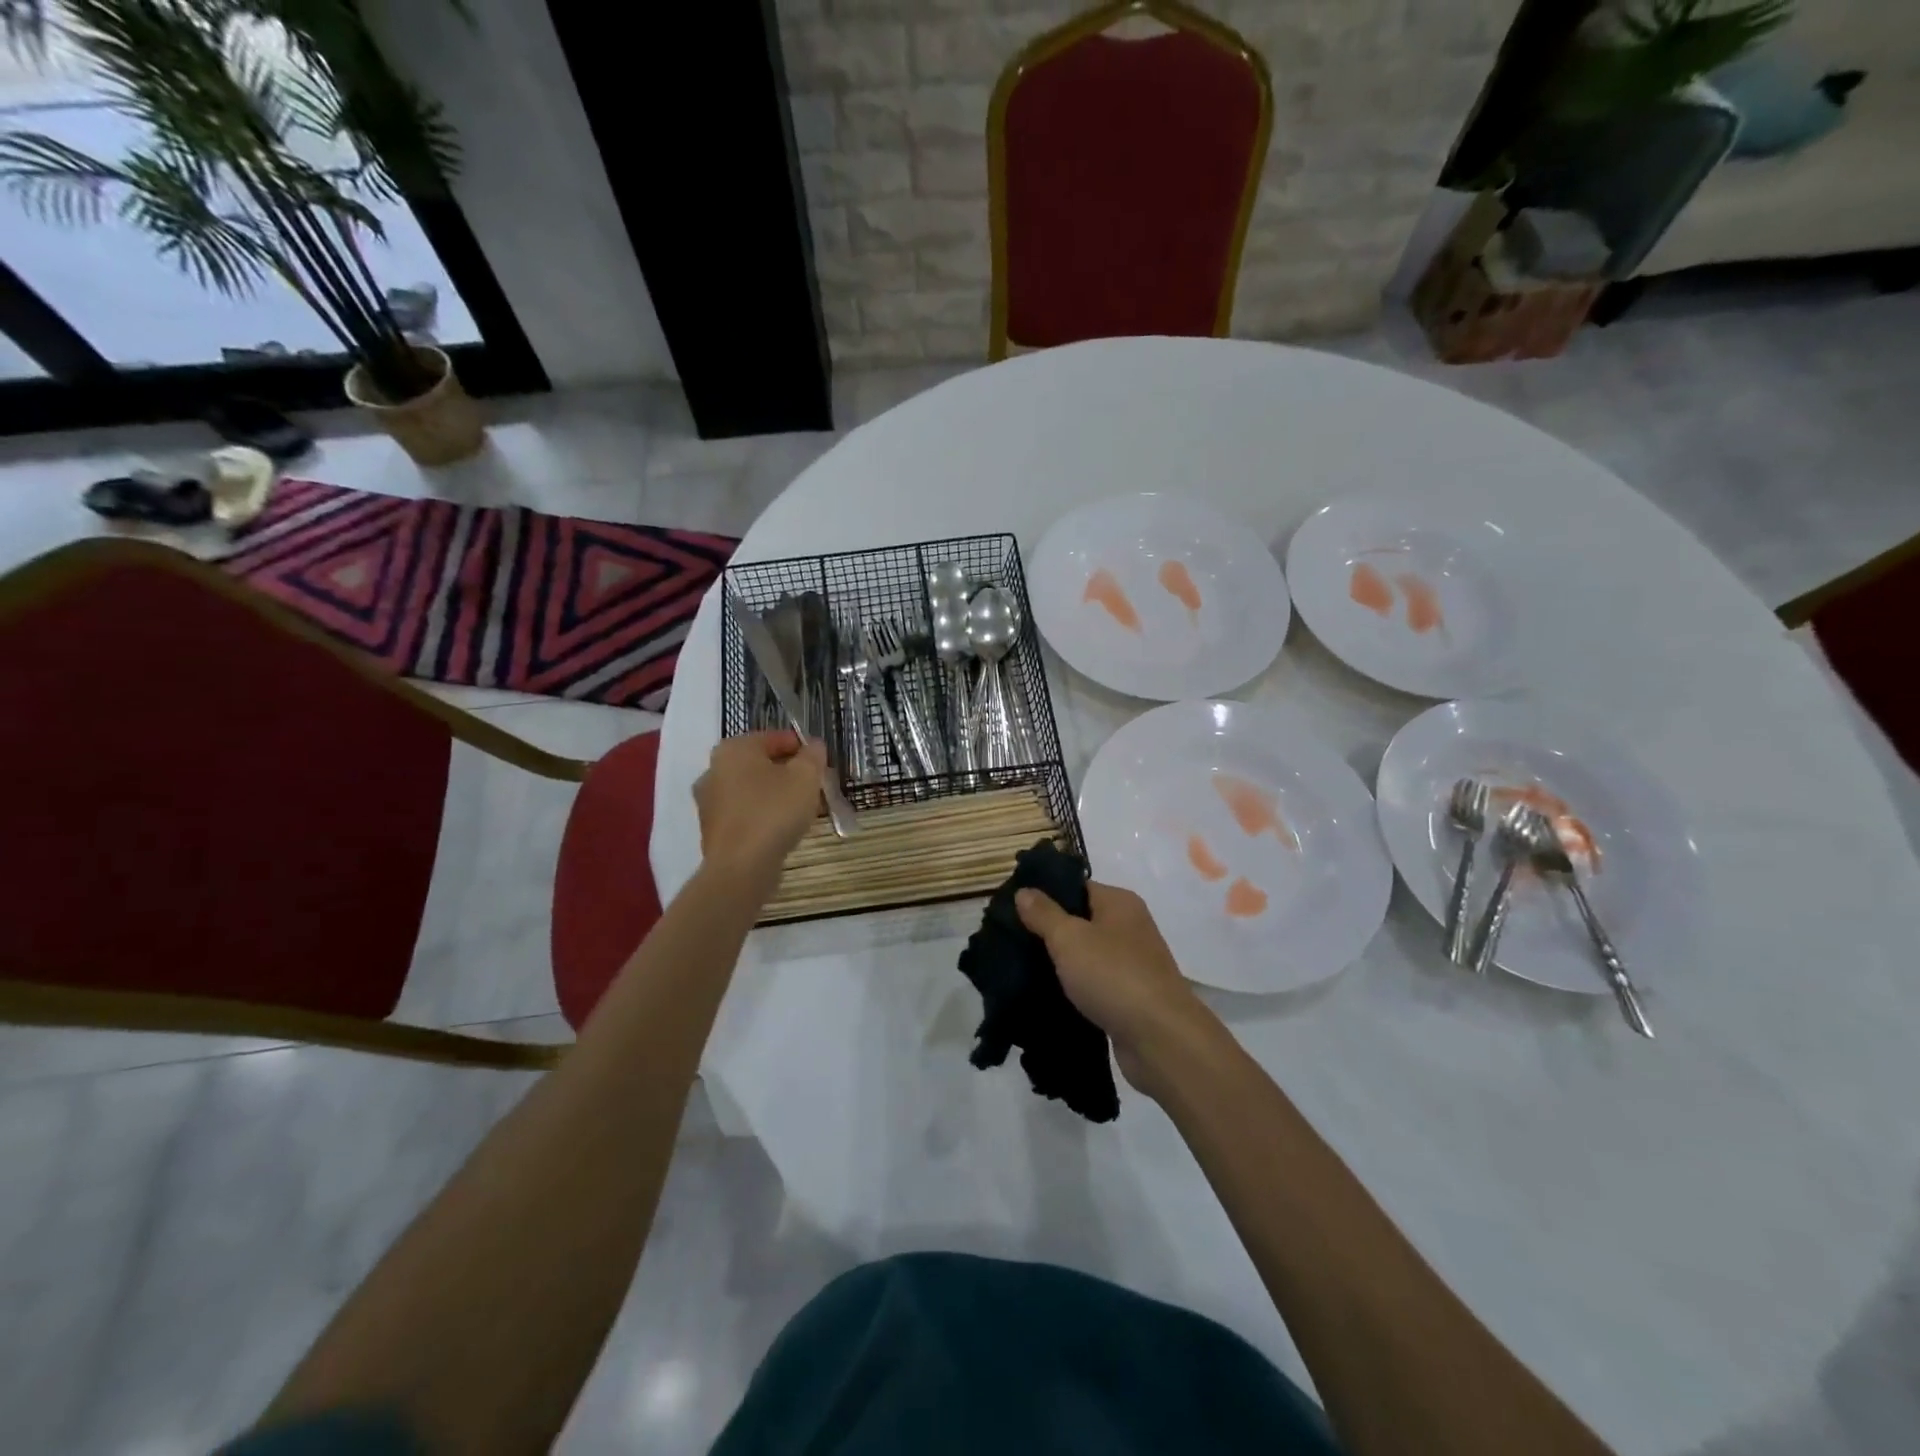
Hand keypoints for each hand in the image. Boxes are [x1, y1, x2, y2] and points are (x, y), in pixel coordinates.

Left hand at [694, 730, 826, 882]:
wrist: (741, 867)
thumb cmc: (774, 811)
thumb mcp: (805, 777)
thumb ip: (813, 755)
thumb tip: (813, 746)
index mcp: (734, 749)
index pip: (775, 738)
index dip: (802, 748)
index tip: (821, 764)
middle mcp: (714, 769)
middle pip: (761, 764)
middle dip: (788, 772)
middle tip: (814, 786)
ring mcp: (709, 801)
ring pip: (752, 789)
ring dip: (776, 794)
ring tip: (802, 809)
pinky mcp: (712, 829)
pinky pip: (744, 813)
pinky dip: (762, 815)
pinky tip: (781, 828)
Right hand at [1015, 881, 1219, 1098]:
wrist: (1160, 1039)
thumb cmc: (1113, 975)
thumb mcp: (1069, 938)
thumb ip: (1044, 914)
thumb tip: (1024, 891)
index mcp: (1119, 902)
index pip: (1076, 886)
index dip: (1044, 894)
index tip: (1011, 907)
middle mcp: (1129, 927)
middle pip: (1080, 920)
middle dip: (1047, 930)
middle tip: (1010, 939)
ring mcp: (1132, 963)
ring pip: (1085, 954)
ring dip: (1059, 962)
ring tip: (1020, 967)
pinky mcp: (1129, 996)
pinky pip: (1093, 983)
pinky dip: (1073, 988)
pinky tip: (1046, 995)